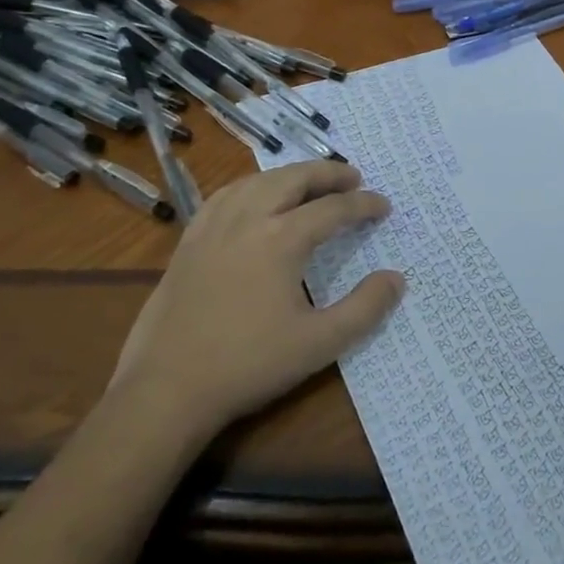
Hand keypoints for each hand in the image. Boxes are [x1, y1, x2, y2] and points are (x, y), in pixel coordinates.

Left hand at [109, 161, 403, 431]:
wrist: (167, 389)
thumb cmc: (248, 365)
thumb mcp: (318, 344)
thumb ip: (364, 309)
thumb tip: (396, 278)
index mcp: (281, 239)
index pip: (333, 209)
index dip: (363, 205)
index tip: (384, 206)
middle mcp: (248, 219)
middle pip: (294, 179)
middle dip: (328, 174)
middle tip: (353, 177)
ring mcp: (213, 227)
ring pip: (258, 181)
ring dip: (290, 175)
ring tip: (310, 181)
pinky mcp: (189, 241)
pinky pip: (225, 195)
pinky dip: (251, 186)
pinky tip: (254, 196)